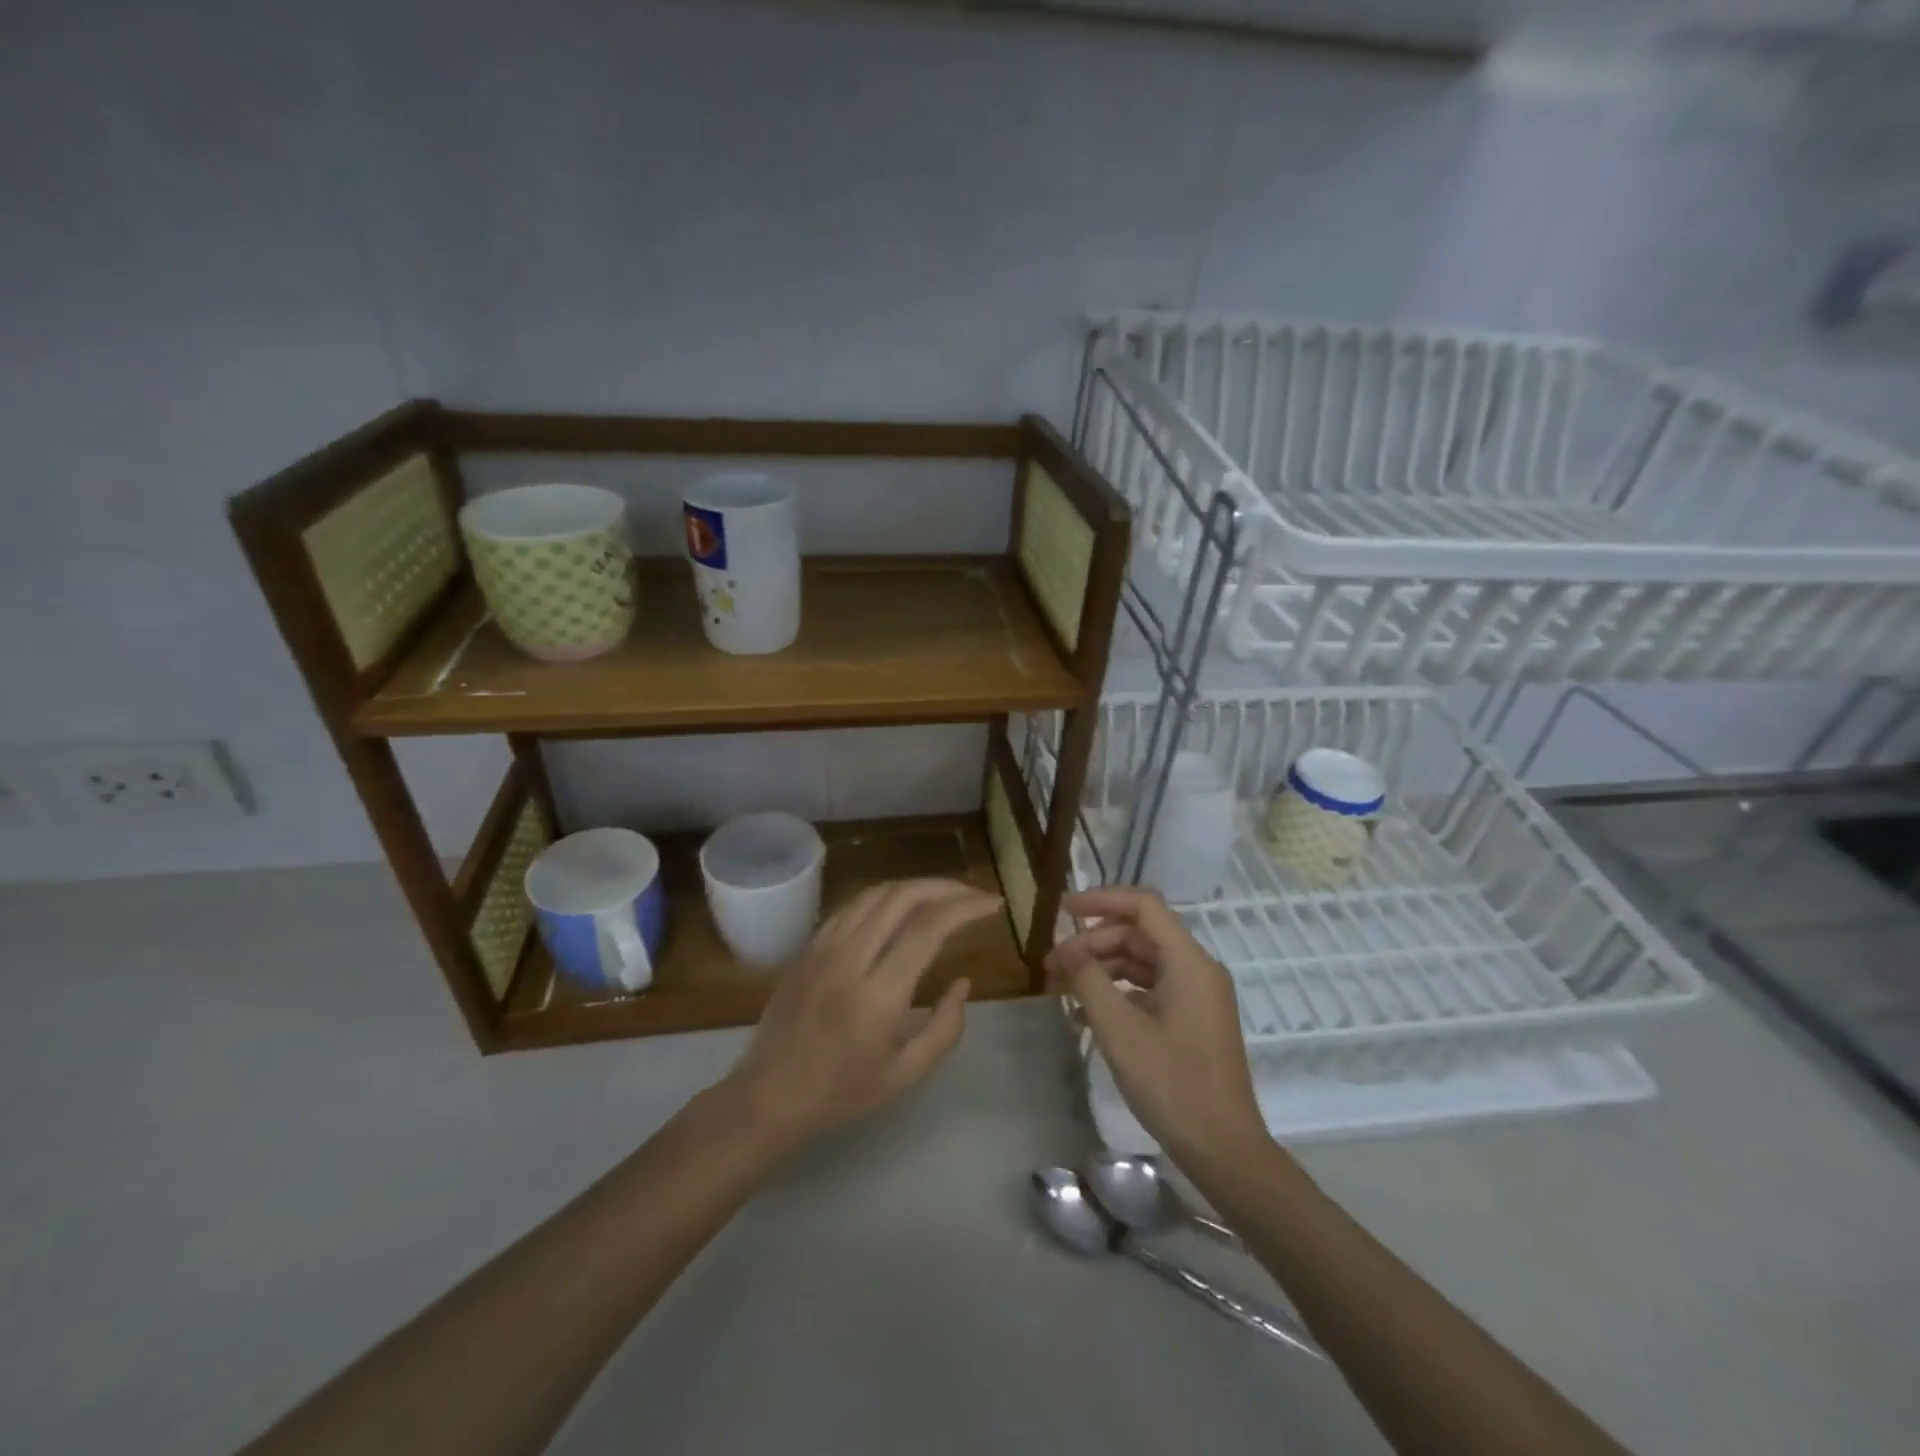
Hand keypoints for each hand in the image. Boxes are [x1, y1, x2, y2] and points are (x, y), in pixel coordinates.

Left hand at [721, 878, 1000, 1147]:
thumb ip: (945, 1027)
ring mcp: (824, 946)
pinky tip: (901, 907)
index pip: (929, 927)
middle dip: (946, 887)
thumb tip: (963, 982)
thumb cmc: (842, 1092)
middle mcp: (851, 958)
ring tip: (944, 895)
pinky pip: (852, 906)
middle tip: (974, 895)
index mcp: (879, 993)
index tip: (993, 904)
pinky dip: (885, 896)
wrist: (769, 1096)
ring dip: (916, 886)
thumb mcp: (906, 1074)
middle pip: (903, 896)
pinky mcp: (809, 946)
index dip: (966, 907)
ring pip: (876, 893)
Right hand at [1046, 886, 1267, 1171]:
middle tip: (1053, 964)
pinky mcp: (1193, 1020)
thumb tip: (1069, 952)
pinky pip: (1151, 989)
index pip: (1143, 905)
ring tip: (1063, 987)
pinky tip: (1086, 1014)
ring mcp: (1197, 996)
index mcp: (1188, 962)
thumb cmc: (1172, 1084)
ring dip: (1102, 968)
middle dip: (1093, 942)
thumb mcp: (1119, 1030)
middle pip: (1139, 934)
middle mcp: (1197, 969)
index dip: (1101, 900)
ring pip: (1143, 962)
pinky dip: (1119, 992)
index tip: (1064, 911)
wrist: (1224, 1150)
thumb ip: (1089, 981)